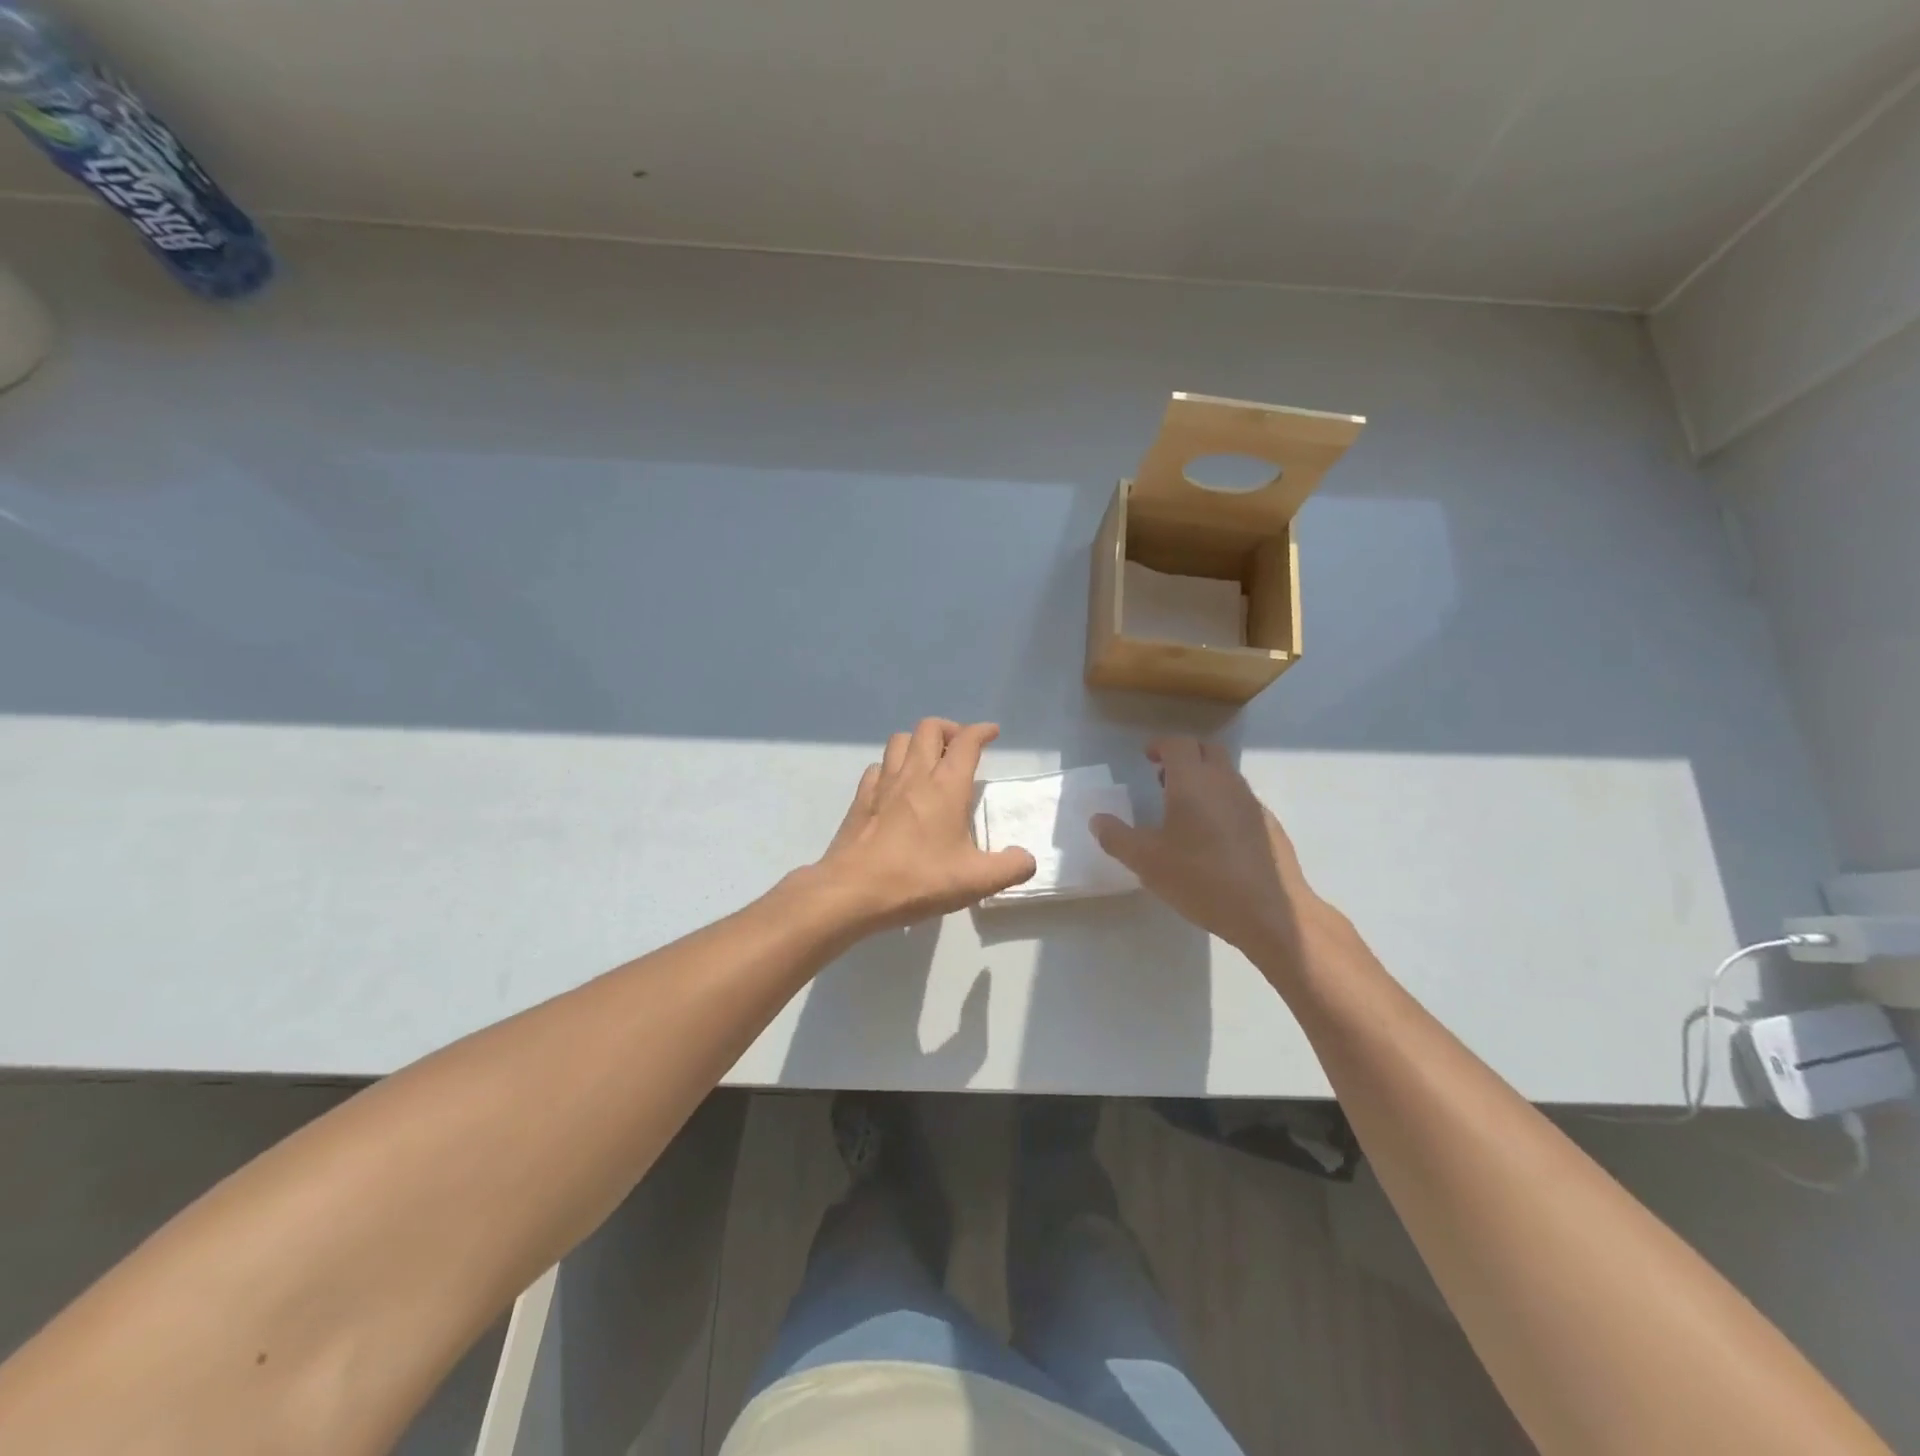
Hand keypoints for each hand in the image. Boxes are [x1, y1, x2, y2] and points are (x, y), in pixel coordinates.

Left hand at [815, 719, 1036, 931]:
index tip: (992, 733)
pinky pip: (878, 767)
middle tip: (960, 748)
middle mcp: (914, 774)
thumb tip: (1027, 859)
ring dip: (918, 742)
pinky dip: (891, 767)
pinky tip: (896, 786)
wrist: (854, 890)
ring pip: (900, 740)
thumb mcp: (975, 880)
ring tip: (929, 761)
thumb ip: (1009, 868)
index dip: (981, 731)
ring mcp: (883, 784)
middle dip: (949, 729)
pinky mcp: (861, 799)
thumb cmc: (918, 879)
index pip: (967, 742)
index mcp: (946, 786)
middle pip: (930, 728)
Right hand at [1090, 737, 1326, 957]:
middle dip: (1185, 755)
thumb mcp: (1146, 862)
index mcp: (1193, 782)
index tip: (1147, 757)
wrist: (1269, 912)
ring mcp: (1252, 803)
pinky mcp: (1269, 826)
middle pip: (1207, 751)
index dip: (1161, 745)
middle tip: (1163, 776)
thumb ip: (1117, 837)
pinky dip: (1223, 802)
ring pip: (1226, 775)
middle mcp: (1225, 782)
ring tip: (1184, 808)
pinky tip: (1214, 836)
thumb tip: (1097, 820)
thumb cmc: (1201, 879)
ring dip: (1204, 778)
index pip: (1178, 744)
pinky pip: (1241, 800)